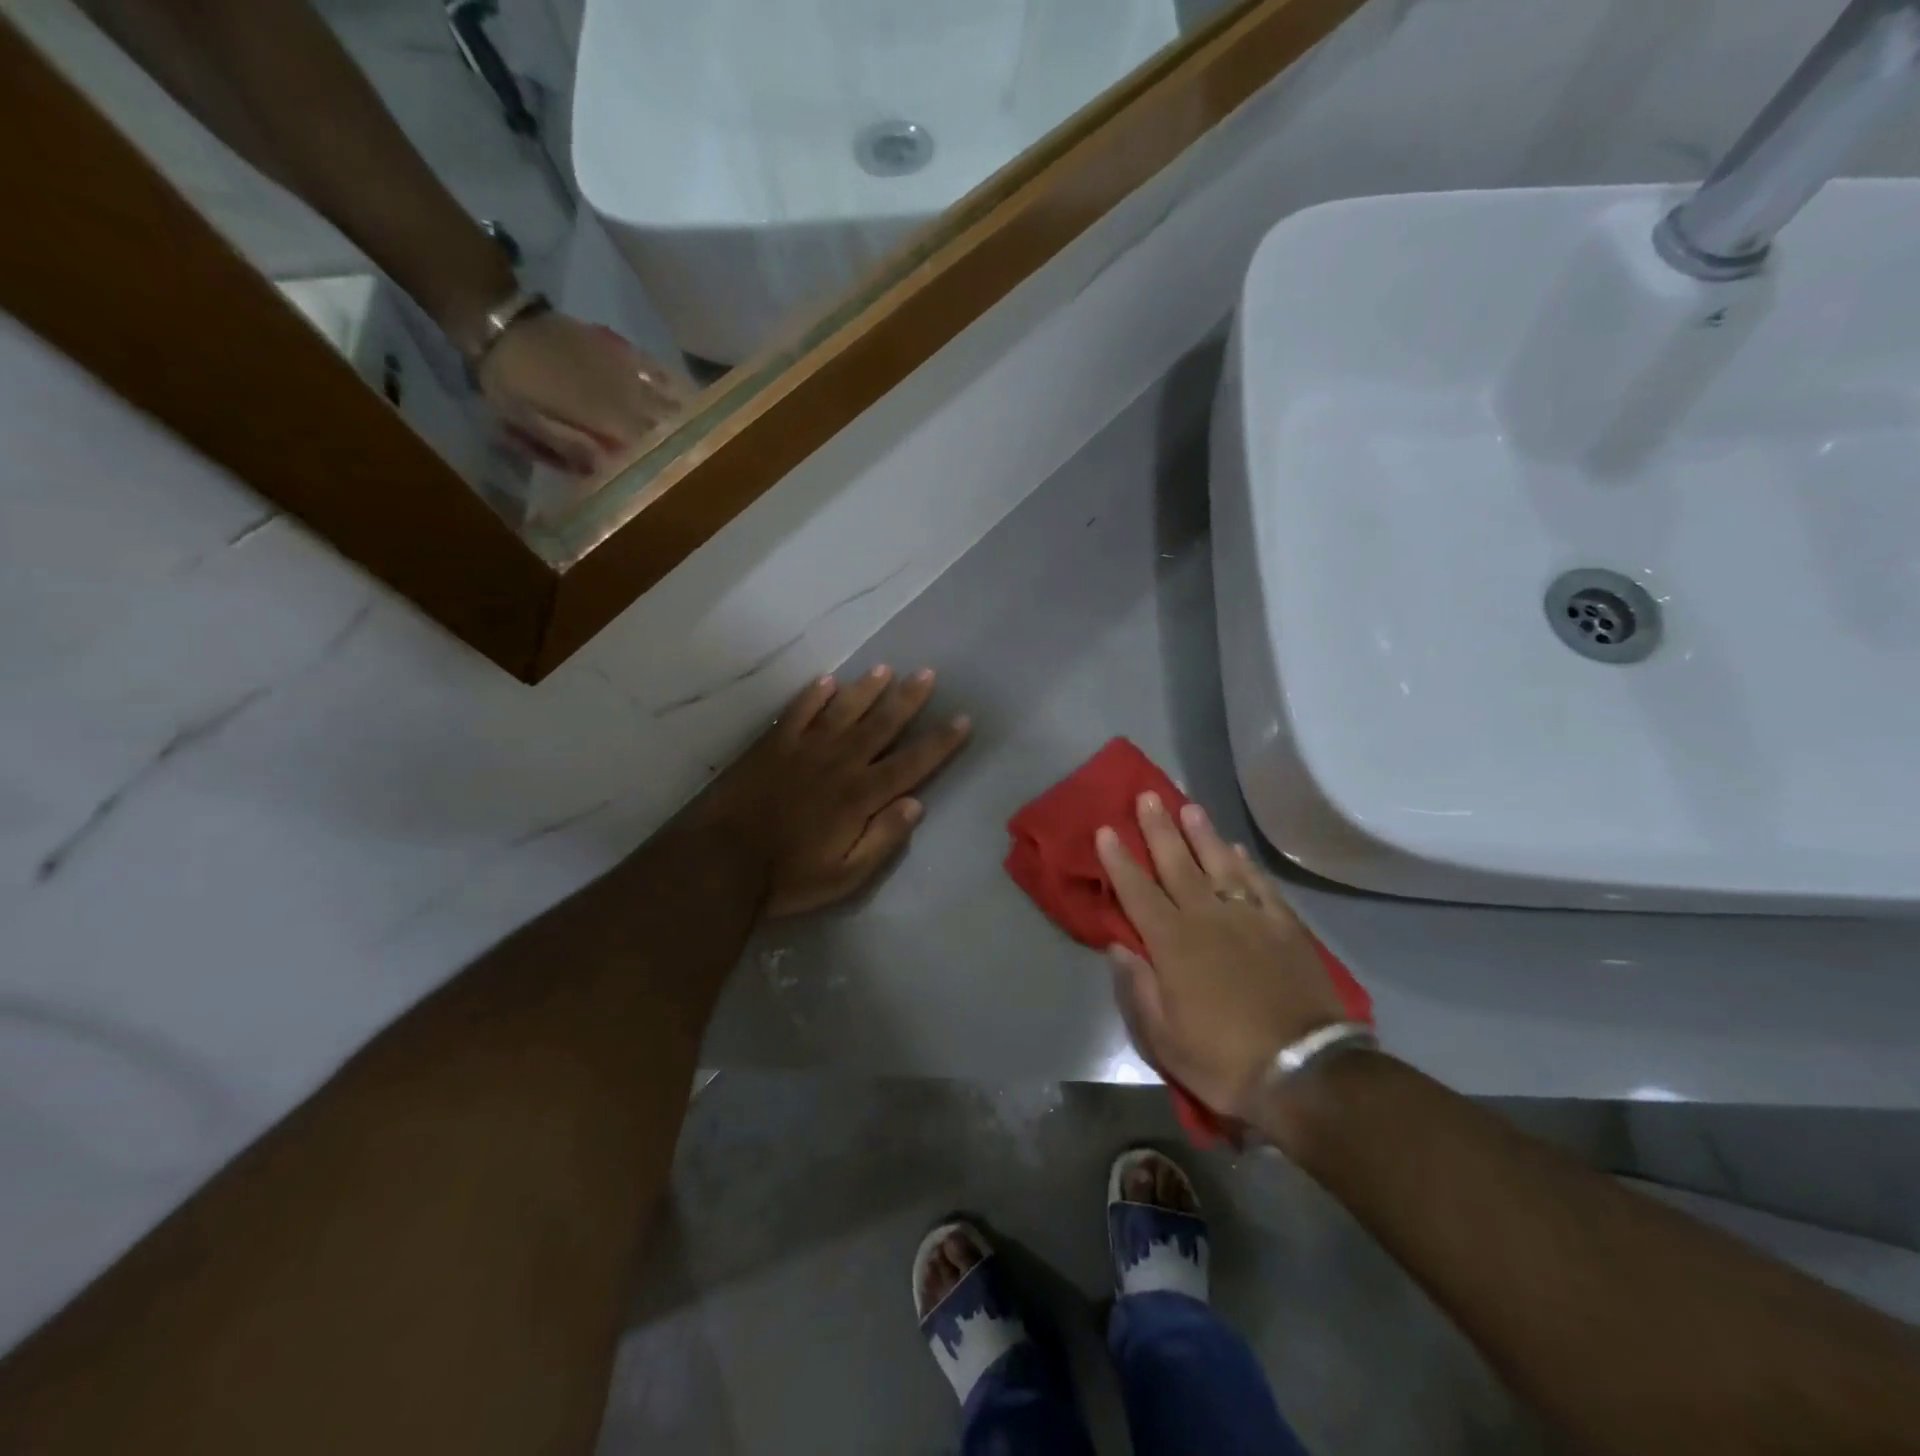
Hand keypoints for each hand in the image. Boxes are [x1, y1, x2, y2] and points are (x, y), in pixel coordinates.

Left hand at [477, 313, 691, 475]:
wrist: (500, 323)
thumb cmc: (511, 380)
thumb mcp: (528, 421)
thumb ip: (569, 446)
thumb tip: (605, 471)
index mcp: (604, 418)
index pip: (645, 448)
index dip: (660, 465)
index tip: (673, 481)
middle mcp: (624, 397)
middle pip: (662, 427)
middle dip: (677, 446)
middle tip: (693, 464)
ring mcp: (625, 373)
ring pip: (665, 400)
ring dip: (683, 420)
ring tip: (701, 436)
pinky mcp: (620, 353)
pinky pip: (655, 369)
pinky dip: (673, 383)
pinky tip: (688, 394)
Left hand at [690, 668, 970, 918]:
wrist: (721, 864)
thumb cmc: (788, 877)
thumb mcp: (846, 876)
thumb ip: (882, 839)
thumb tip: (915, 804)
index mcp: (860, 796)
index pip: (911, 763)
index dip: (939, 742)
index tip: (962, 719)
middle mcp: (838, 763)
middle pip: (881, 725)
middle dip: (907, 700)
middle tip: (927, 673)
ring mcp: (803, 750)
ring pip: (843, 711)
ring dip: (865, 689)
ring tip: (885, 669)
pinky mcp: (772, 746)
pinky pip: (798, 712)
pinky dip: (813, 695)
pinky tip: (827, 681)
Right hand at [1096, 794, 1349, 1119]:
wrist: (1305, 1072)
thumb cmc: (1222, 1059)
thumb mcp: (1162, 1038)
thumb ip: (1137, 986)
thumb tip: (1119, 946)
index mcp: (1172, 944)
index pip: (1137, 892)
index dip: (1119, 860)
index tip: (1106, 829)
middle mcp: (1207, 919)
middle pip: (1177, 865)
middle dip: (1158, 829)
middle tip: (1147, 797)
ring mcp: (1250, 919)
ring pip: (1220, 864)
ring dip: (1202, 834)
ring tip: (1189, 807)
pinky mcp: (1285, 928)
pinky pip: (1261, 886)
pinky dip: (1246, 865)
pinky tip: (1237, 850)